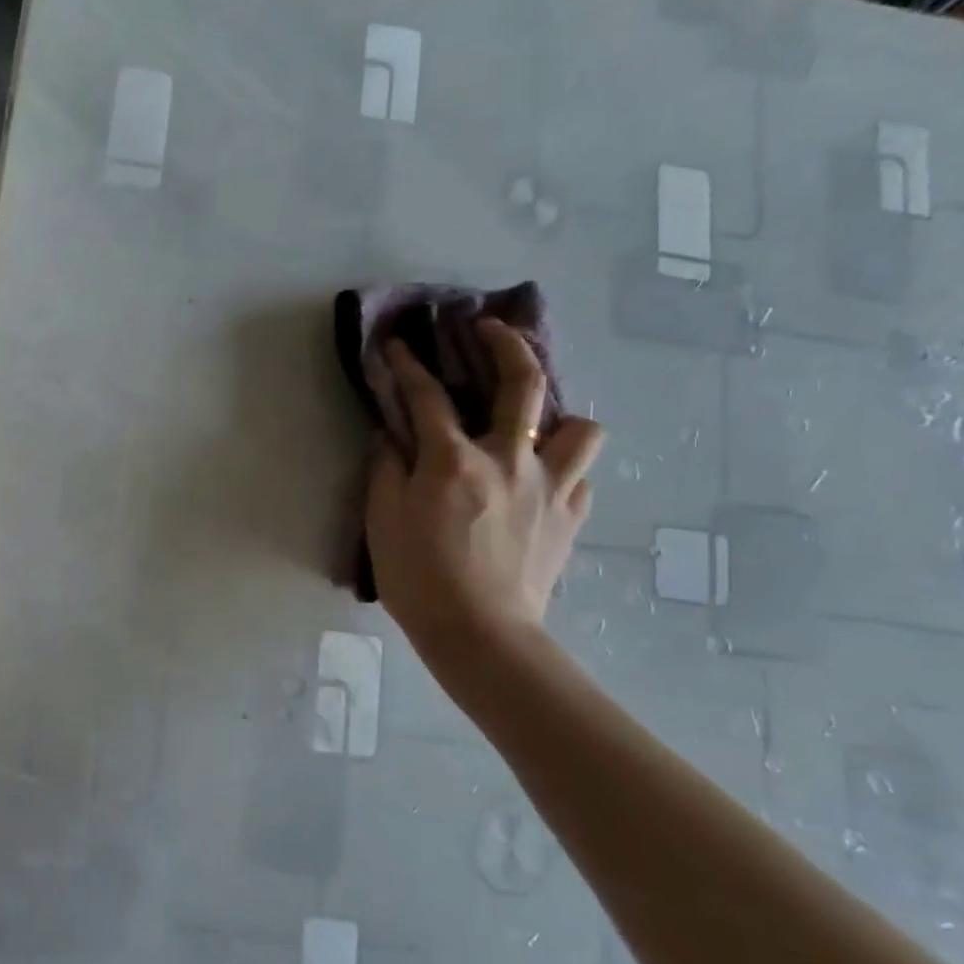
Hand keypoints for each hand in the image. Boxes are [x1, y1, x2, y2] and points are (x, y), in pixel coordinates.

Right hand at [366, 320, 602, 662]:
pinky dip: (562, 471)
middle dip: (507, 343)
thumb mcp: (382, 521)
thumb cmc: (418, 578)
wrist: (480, 634)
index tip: (398, 343)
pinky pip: (580, 479)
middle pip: (522, 384)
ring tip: (536, 427)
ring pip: (582, 428)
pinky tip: (540, 483)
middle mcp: (509, 460)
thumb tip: (393, 436)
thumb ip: (386, 469)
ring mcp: (549, 487)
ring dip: (559, 417)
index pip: (427, 396)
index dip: (408, 364)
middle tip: (490, 329)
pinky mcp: (569, 517)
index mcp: (453, 461)